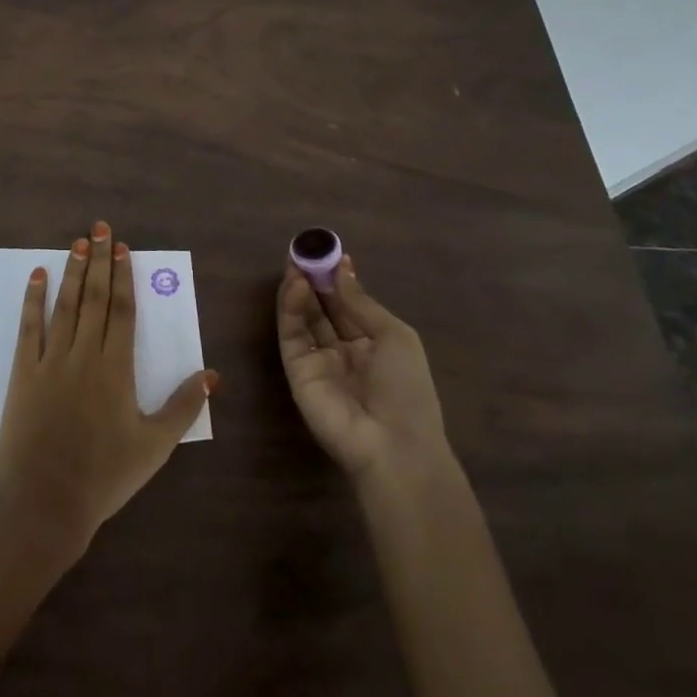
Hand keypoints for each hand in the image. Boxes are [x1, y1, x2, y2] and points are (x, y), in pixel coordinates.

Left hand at [0, 220, 216, 558]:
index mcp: (116, 369)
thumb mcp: (155, 446)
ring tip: (77, 242)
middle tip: (99, 227)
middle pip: (95, 298)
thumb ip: (183, 407)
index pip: (122, 311)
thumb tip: (211, 374)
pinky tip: (37, 276)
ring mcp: (50, 361)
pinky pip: (28, 328)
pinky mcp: (22, 374)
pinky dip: (32, 300)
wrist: (48, 505)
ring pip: (65, 306)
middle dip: (99, 260)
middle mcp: (84, 355)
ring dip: (73, 272)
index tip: (122, 248)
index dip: (123, 276)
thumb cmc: (106, 477)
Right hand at [276, 253, 449, 483]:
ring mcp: (317, 360)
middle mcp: (342, 349)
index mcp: (371, 343)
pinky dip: (291, 307)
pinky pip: (291, 333)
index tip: (326, 251)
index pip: (347, 304)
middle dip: (313, 279)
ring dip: (298, 289)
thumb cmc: (406, 389)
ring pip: (302, 317)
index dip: (336, 278)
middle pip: (321, 307)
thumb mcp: (394, 336)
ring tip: (296, 263)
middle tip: (303, 251)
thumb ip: (360, 302)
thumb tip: (342, 267)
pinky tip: (297, 286)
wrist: (393, 445)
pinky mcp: (296, 369)